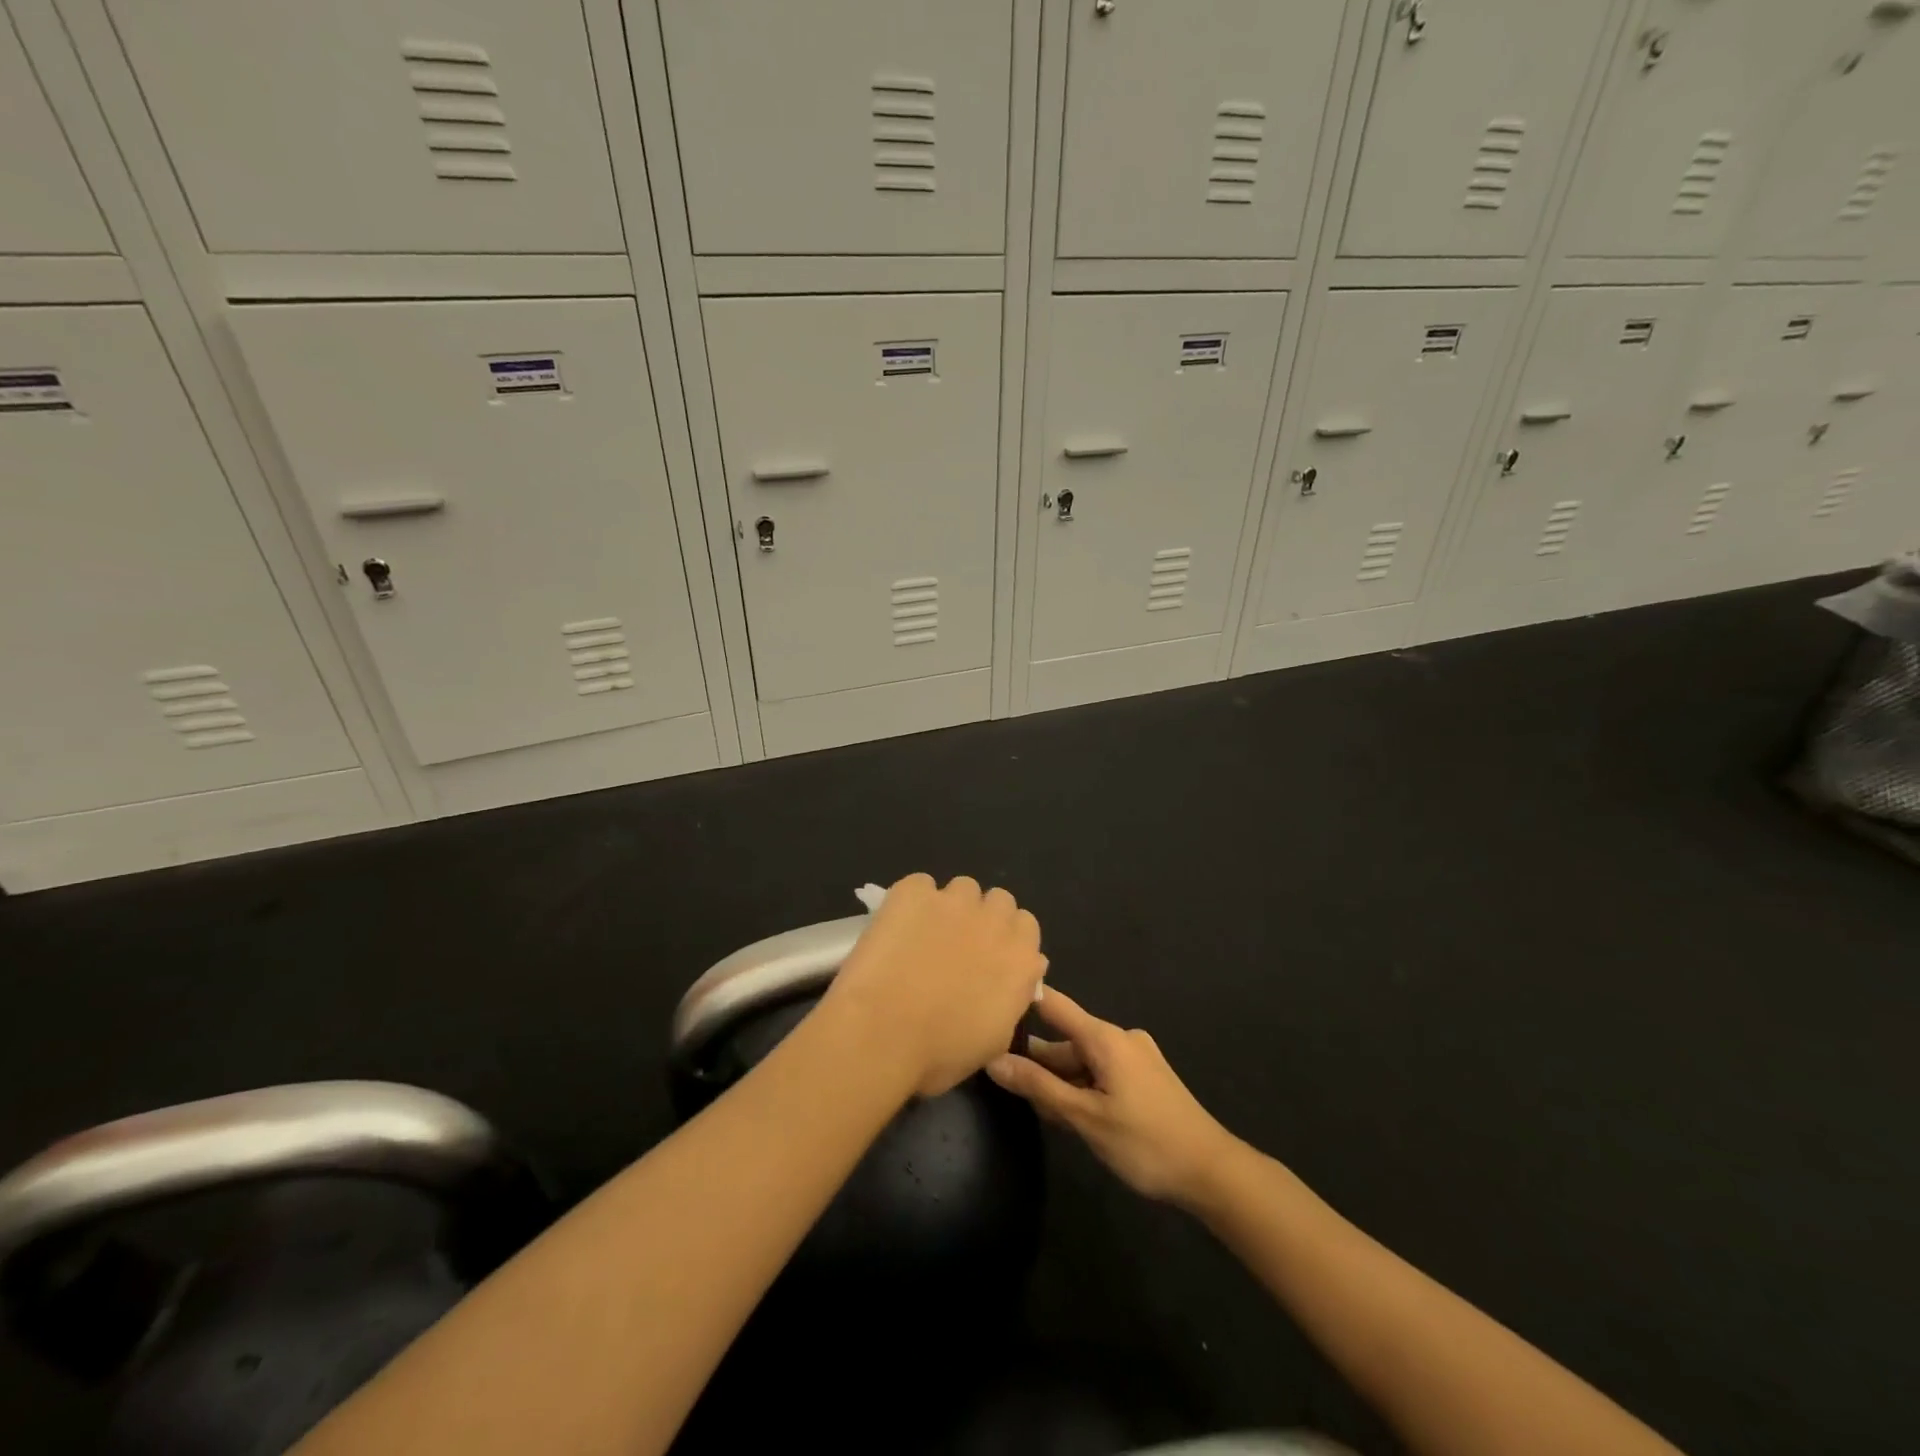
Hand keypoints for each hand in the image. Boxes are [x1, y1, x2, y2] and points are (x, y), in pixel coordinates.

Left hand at [824, 873, 1047, 1097]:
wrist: (882, 1032)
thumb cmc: (939, 1053)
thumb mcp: (993, 1040)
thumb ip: (1011, 1000)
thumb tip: (1018, 979)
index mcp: (1021, 960)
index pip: (1026, 927)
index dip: (1006, 940)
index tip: (988, 957)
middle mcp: (995, 921)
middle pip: (1000, 901)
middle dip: (983, 917)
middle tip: (958, 944)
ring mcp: (954, 901)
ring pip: (963, 888)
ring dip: (951, 906)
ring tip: (924, 933)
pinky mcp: (914, 891)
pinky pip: (920, 884)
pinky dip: (912, 900)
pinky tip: (896, 926)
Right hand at [985, 989, 1240, 1206]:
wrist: (1212, 1171)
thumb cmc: (1146, 1142)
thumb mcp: (1085, 1118)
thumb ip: (1039, 1087)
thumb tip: (994, 1061)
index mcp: (1105, 1038)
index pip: (1053, 1004)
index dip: (1022, 1001)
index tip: (990, 1002)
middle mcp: (1119, 1038)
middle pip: (1066, 1040)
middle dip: (1039, 1063)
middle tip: (1007, 1087)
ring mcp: (1135, 1057)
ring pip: (1083, 1061)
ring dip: (1061, 1081)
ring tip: (1038, 1109)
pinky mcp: (1144, 1078)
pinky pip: (1101, 1072)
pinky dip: (1082, 1088)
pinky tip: (1070, 1115)